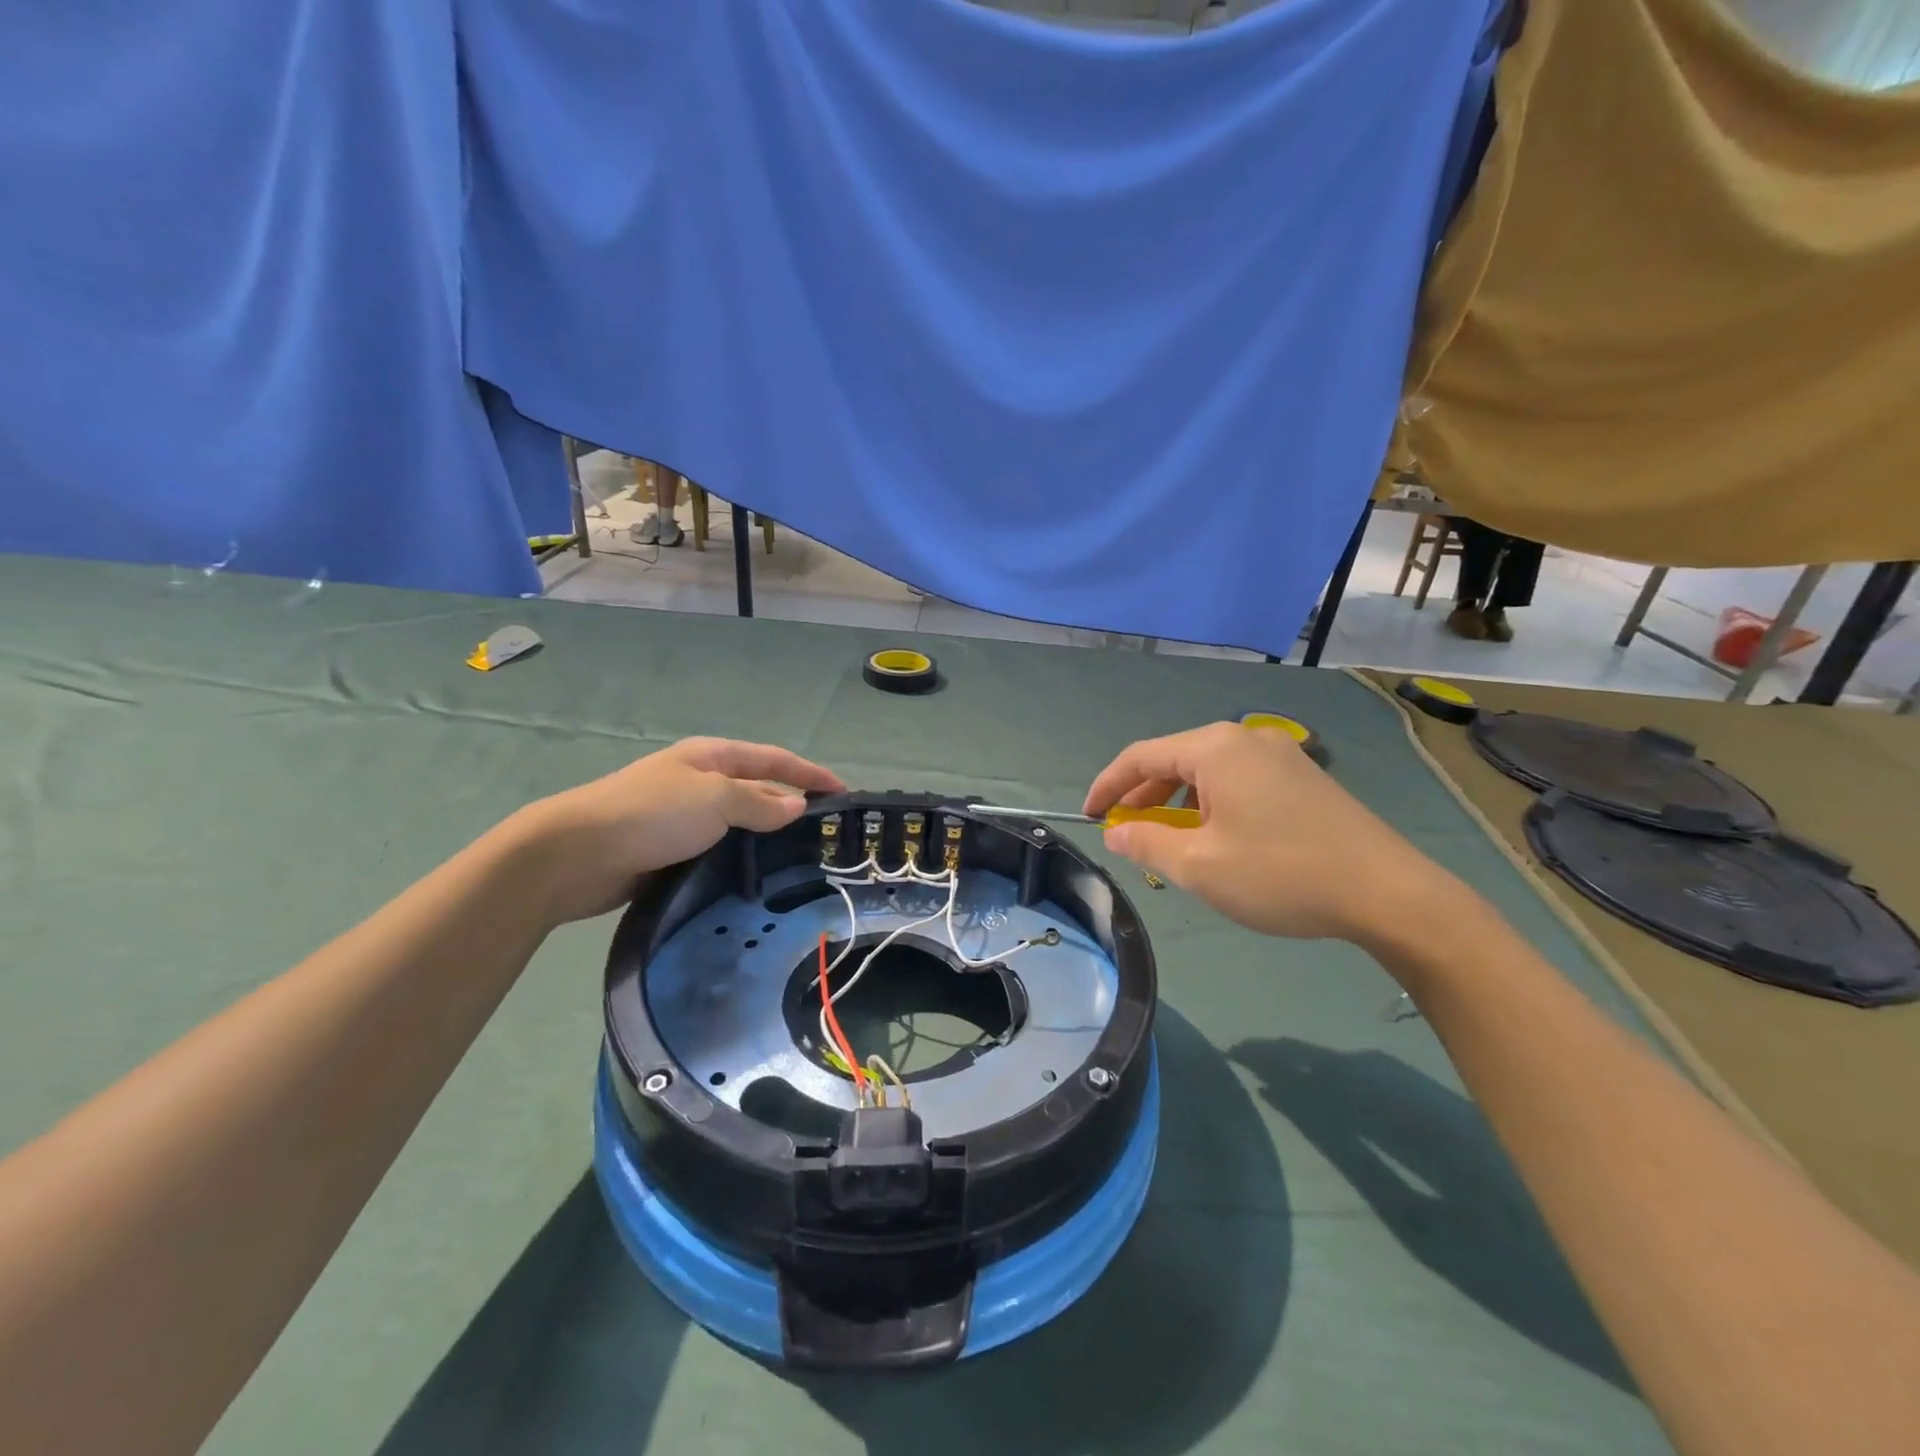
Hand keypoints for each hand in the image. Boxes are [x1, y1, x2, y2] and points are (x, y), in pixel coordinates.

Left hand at [513, 738, 844, 924]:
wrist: (576, 854)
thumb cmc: (652, 814)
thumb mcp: (715, 798)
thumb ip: (760, 803)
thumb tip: (797, 806)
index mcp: (712, 757)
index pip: (774, 760)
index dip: (811, 774)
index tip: (845, 793)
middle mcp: (701, 781)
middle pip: (759, 789)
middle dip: (793, 805)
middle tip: (827, 833)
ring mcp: (685, 816)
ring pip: (740, 823)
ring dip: (768, 835)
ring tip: (801, 859)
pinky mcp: (672, 849)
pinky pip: (720, 848)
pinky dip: (742, 857)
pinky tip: (758, 876)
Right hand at [1083, 722, 1456, 945]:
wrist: (1387, 893)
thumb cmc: (1281, 874)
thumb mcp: (1199, 866)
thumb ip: (1145, 844)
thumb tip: (1115, 832)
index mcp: (1216, 749)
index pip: (1141, 756)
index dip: (1107, 785)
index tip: (1087, 815)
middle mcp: (1246, 739)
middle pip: (1175, 759)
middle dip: (1142, 796)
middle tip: (1124, 832)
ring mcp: (1280, 755)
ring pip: (1208, 772)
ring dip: (1177, 803)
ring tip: (1169, 841)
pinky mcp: (1303, 777)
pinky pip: (1238, 781)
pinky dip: (1211, 804)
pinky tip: (1217, 838)